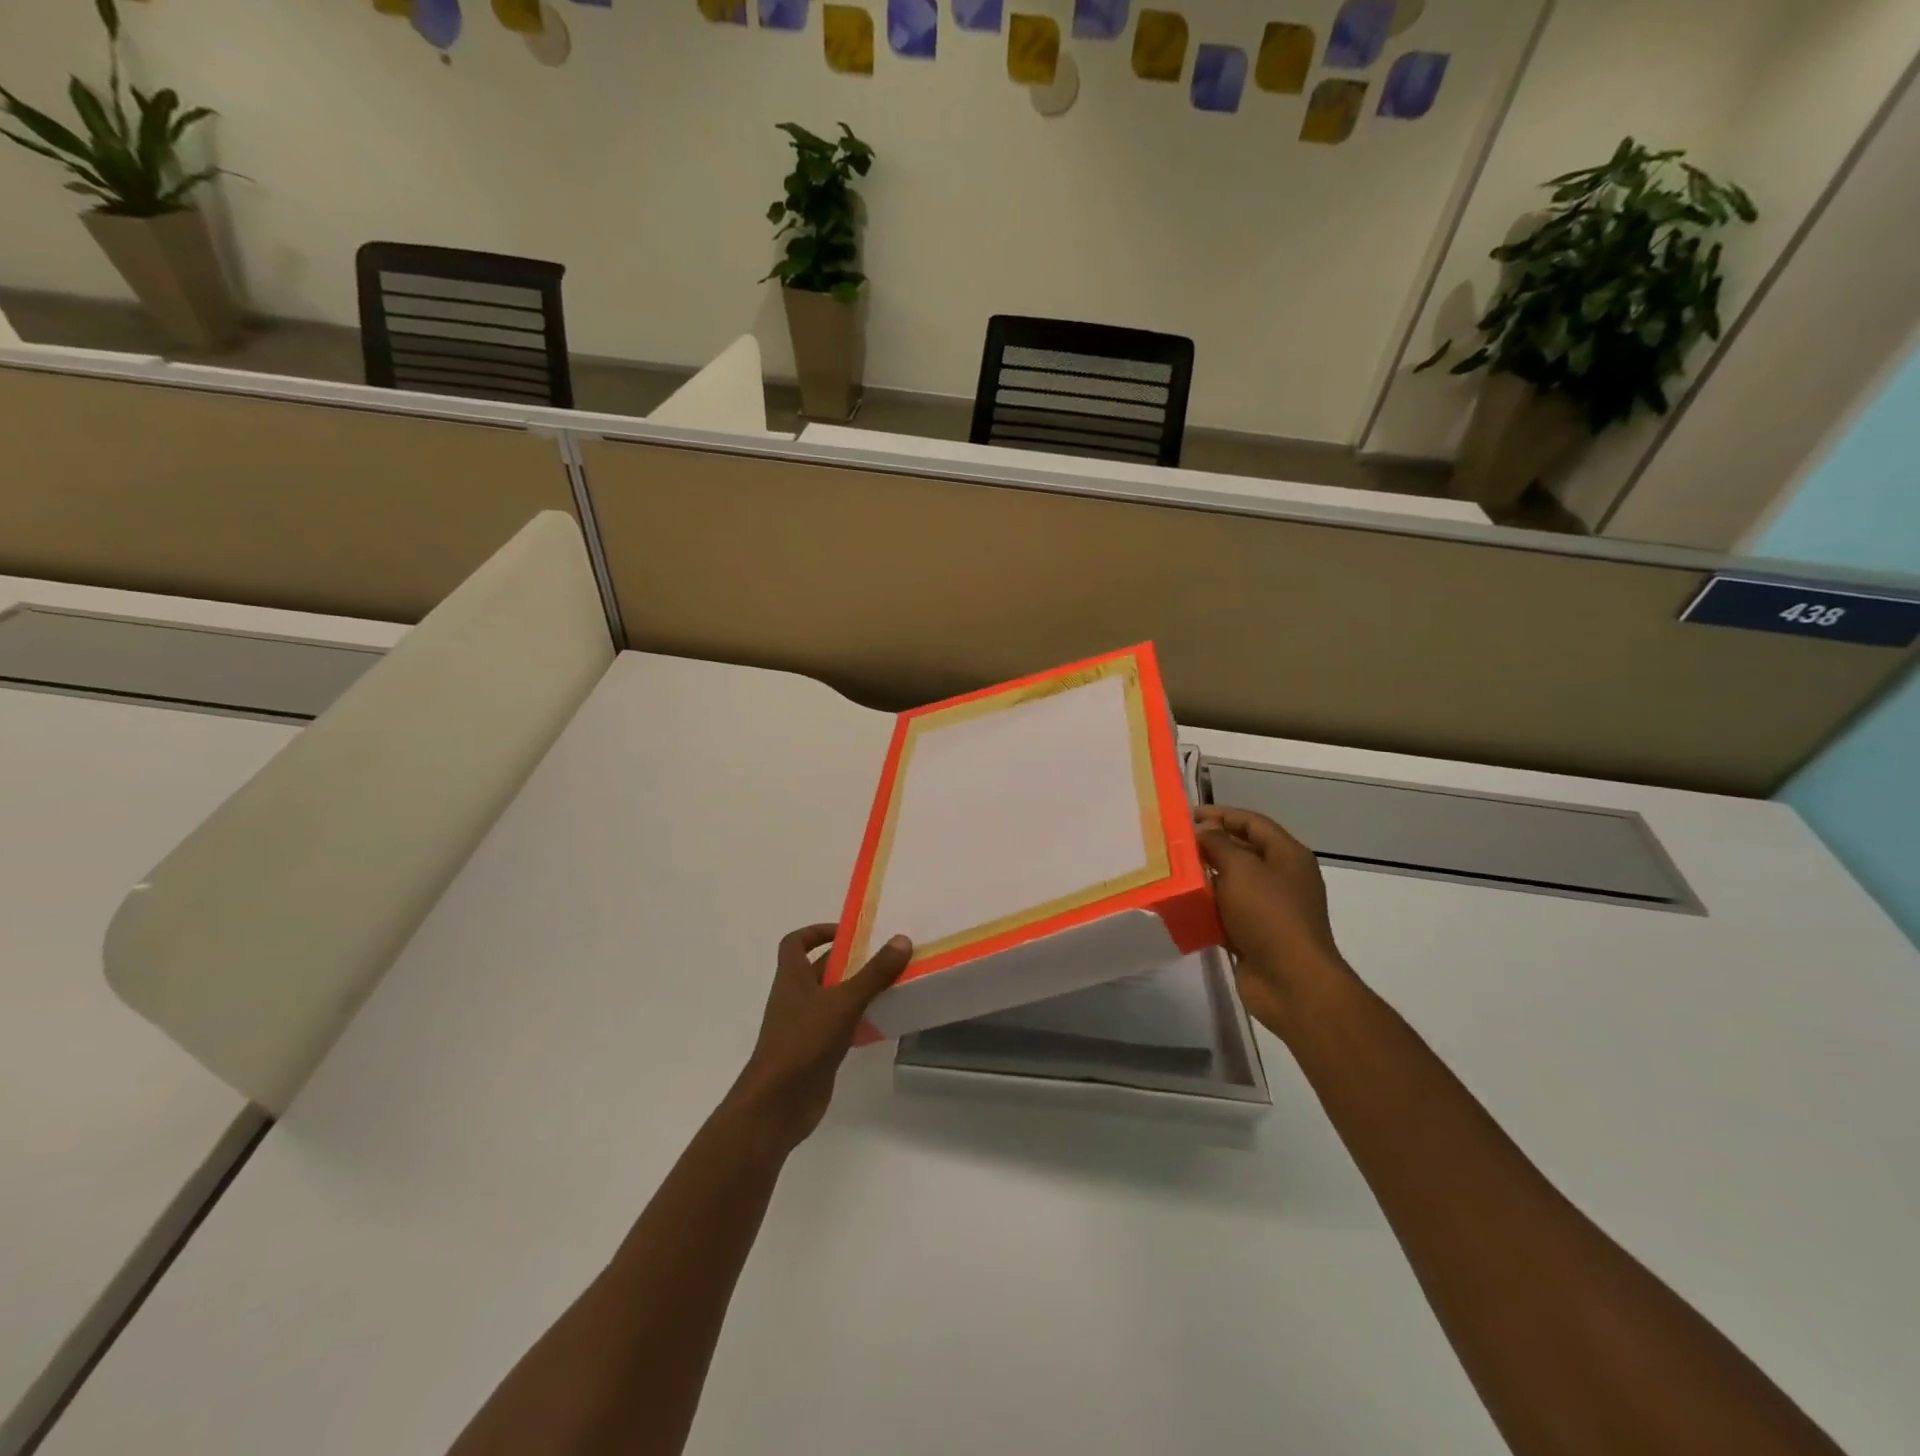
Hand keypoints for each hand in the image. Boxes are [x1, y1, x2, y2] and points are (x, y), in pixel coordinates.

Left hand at [727, 923, 912, 1149]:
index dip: (816, 932)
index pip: (795, 943)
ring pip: (830, 998)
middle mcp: (794, 998)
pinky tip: (881, 1022)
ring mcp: (803, 1026)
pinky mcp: (814, 1051)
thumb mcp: (844, 1002)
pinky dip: (856, 1020)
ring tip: (889, 985)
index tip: (846, 932)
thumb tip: (901, 940)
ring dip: (855, 990)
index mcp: (792, 977)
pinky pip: (837, 1026)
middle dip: (847, 961)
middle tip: (882, 957)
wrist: (778, 1104)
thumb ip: (874, 973)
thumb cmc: (804, 1041)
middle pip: (818, 969)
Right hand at [1196, 806, 1356, 1038]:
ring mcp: (1269, 909)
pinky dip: (1206, 908)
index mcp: (1288, 855)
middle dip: (1210, 846)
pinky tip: (1181, 905)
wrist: (1291, 982)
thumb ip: (1217, 845)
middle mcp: (1281, 878)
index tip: (1188, 816)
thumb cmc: (1269, 915)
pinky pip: (1225, 913)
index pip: (1253, 823)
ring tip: (1171, 872)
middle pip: (1242, 851)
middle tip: (1174, 844)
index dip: (1221, 815)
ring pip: (1231, 884)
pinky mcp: (1254, 935)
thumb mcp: (1241, 869)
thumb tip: (1202, 832)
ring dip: (1204, 878)